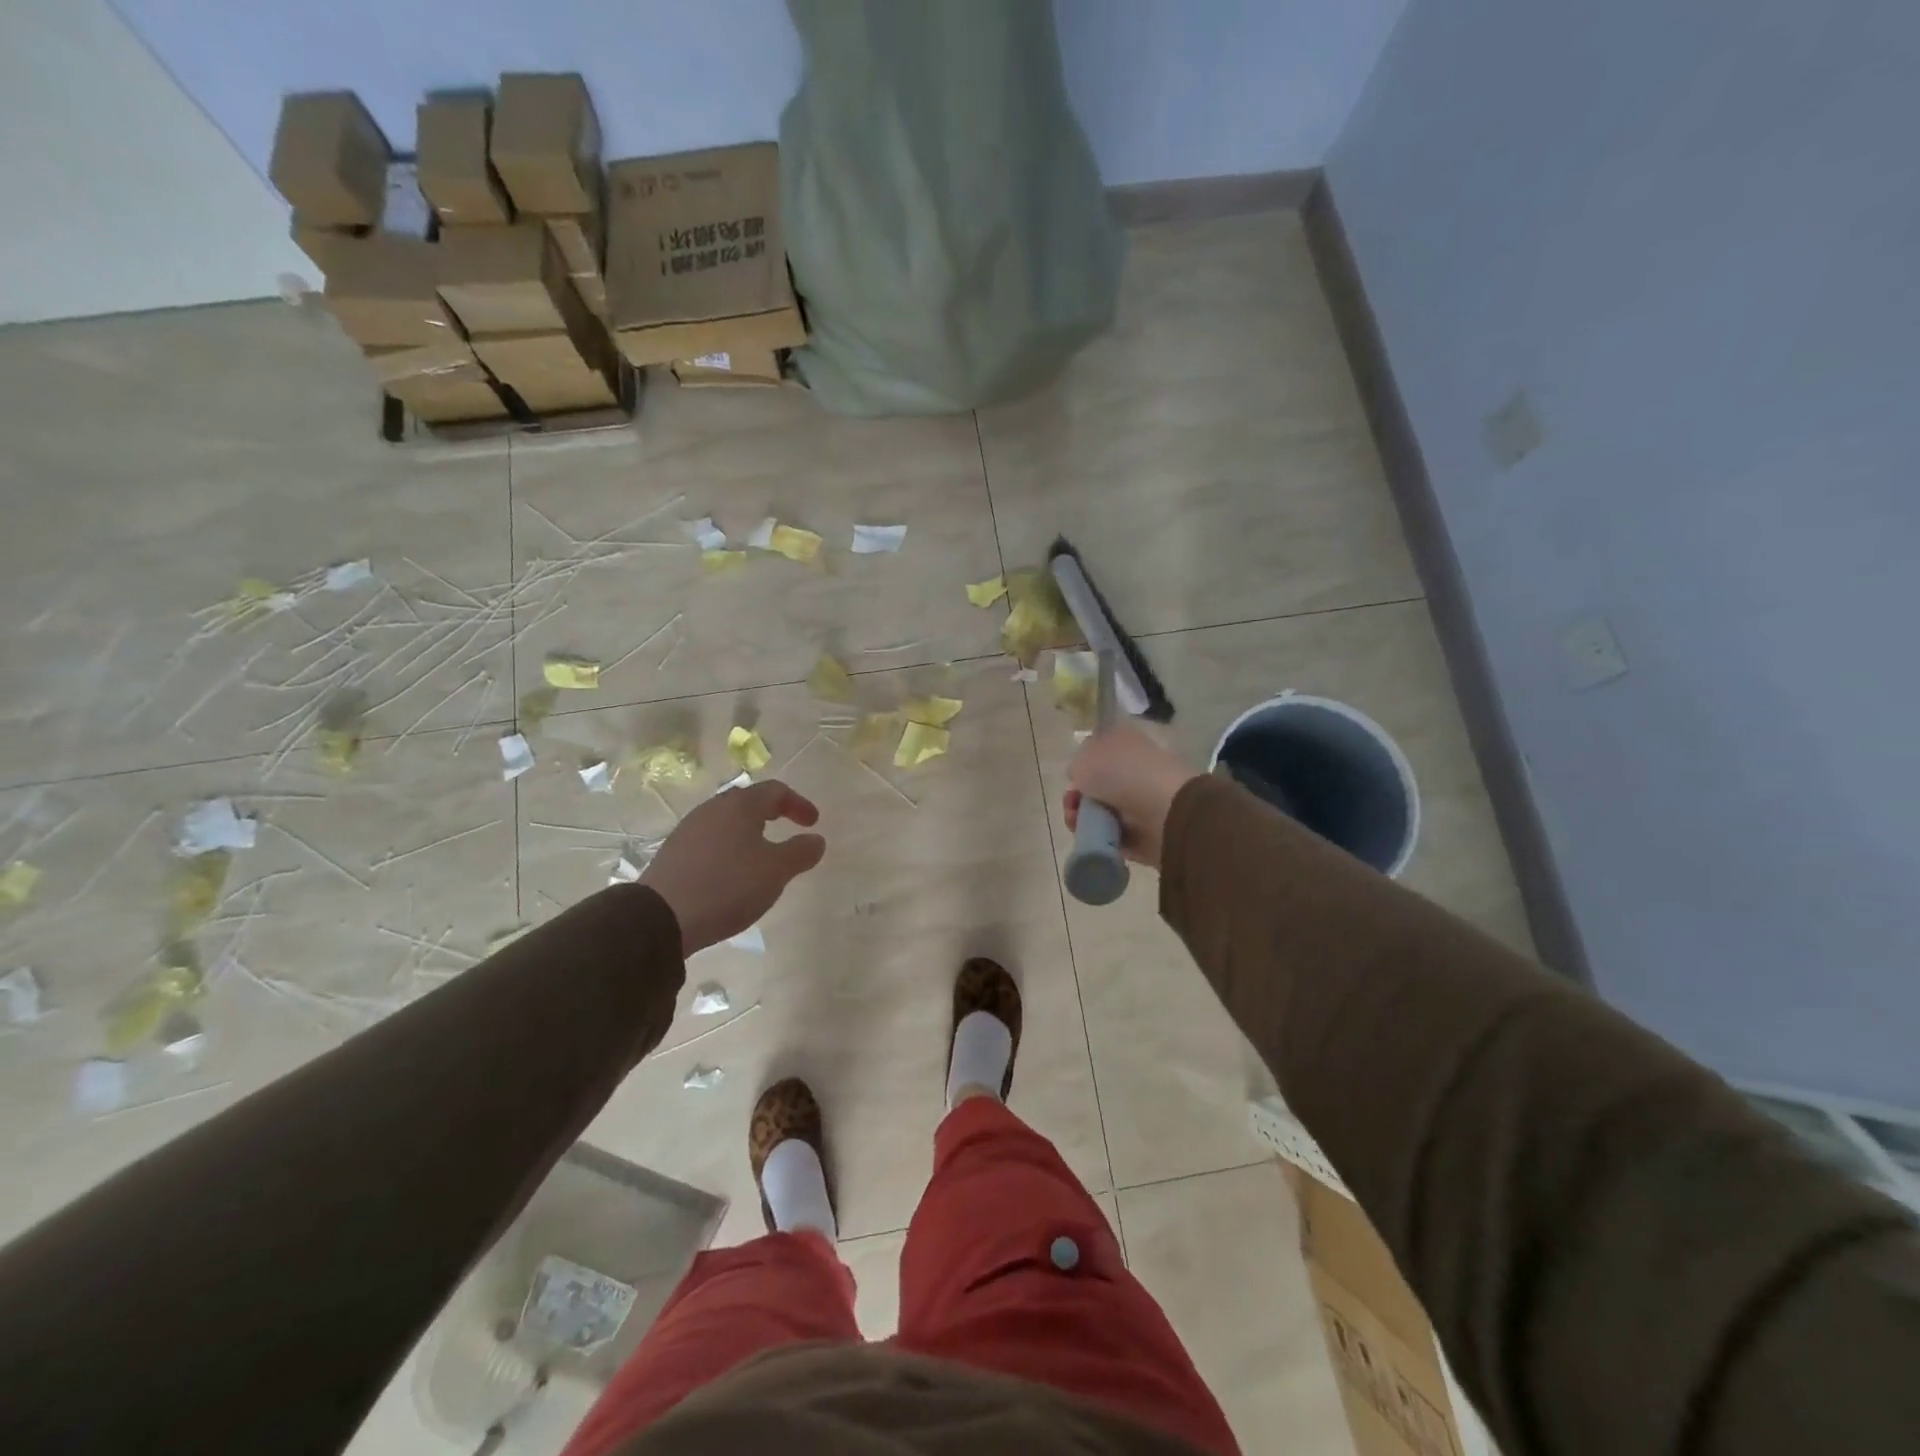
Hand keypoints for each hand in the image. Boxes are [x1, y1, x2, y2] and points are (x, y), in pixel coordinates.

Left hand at [638, 780, 825, 954]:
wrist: (661, 917)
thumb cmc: (728, 885)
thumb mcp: (776, 871)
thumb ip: (800, 852)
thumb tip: (816, 840)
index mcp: (740, 805)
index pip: (776, 791)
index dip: (798, 804)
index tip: (813, 823)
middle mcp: (713, 809)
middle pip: (748, 802)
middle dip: (772, 813)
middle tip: (788, 829)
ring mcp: (689, 830)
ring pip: (727, 822)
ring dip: (749, 833)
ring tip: (761, 856)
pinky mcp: (674, 853)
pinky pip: (710, 841)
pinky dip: (729, 848)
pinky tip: (732, 873)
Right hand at [1065, 725, 1200, 868]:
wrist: (1164, 810)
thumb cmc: (1121, 772)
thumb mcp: (1085, 756)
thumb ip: (1077, 765)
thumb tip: (1082, 777)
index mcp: (1125, 741)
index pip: (1099, 750)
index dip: (1081, 764)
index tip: (1072, 777)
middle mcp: (1135, 767)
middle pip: (1098, 784)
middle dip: (1078, 797)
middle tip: (1071, 804)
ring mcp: (1142, 800)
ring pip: (1102, 811)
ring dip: (1084, 818)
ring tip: (1077, 823)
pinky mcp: (1146, 832)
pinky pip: (1114, 835)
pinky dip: (1100, 838)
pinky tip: (1092, 837)